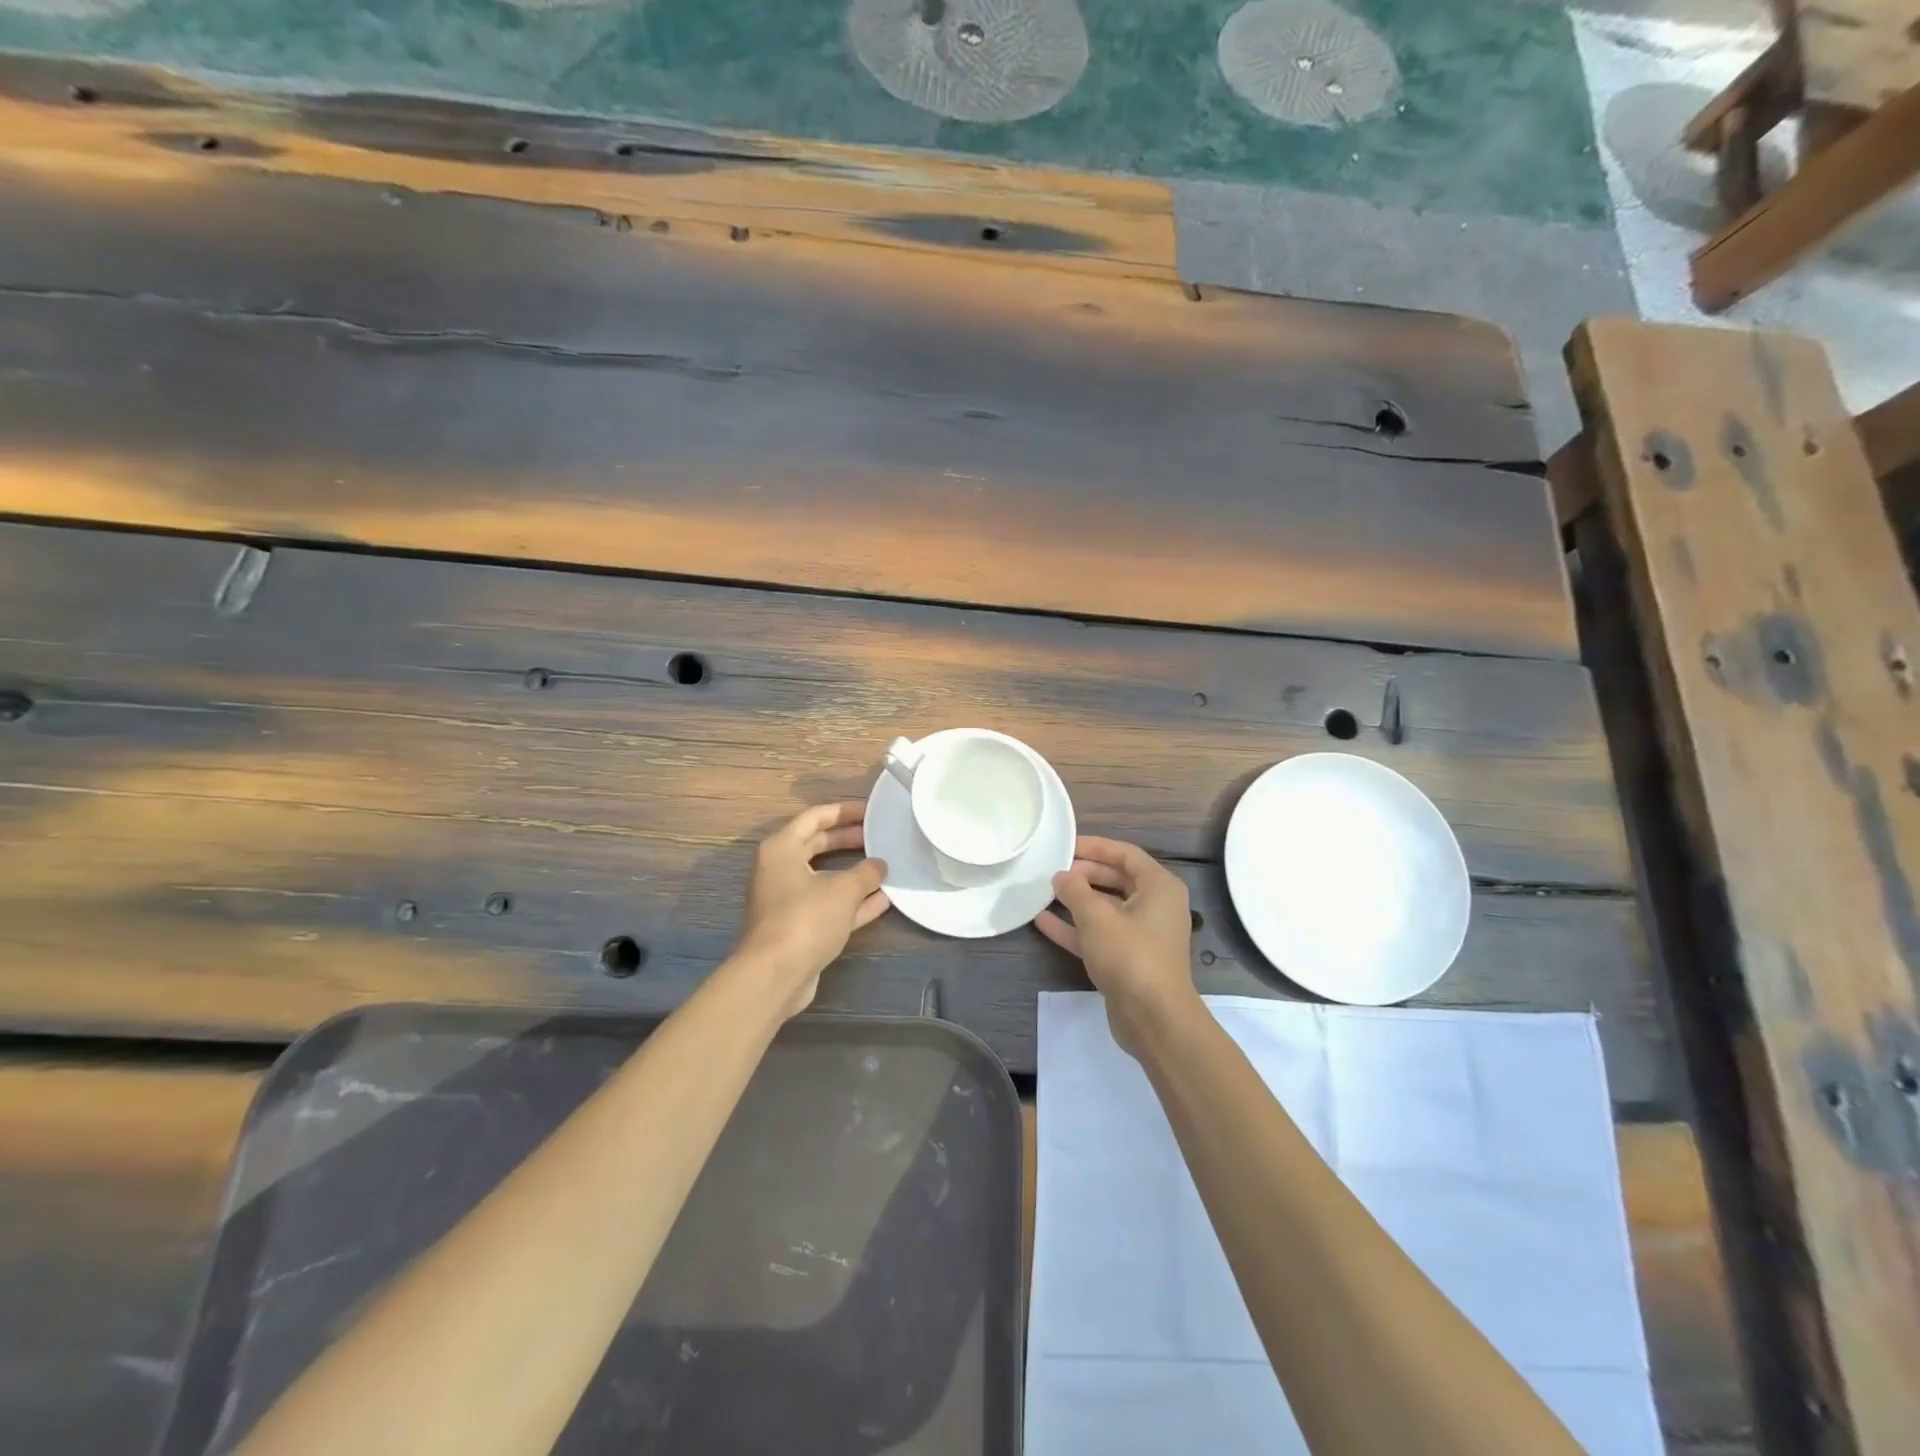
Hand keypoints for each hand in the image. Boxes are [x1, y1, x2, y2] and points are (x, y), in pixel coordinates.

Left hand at [735, 802, 888, 1015]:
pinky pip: (830, 905)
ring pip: (826, 877)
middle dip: (849, 840)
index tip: (872, 811)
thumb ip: (866, 872)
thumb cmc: (805, 918)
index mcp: (782, 849)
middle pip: (818, 845)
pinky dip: (854, 901)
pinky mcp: (799, 927)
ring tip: (886, 865)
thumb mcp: (843, 889)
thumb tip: (880, 865)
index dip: (844, 811)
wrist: (775, 975)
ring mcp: (789, 900)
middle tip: (880, 836)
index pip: (814, 818)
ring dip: (854, 873)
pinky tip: (884, 899)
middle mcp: (780, 870)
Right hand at [1036, 836, 1200, 1054]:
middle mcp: (1155, 906)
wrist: (1154, 1019)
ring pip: (1105, 908)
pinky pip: (1099, 934)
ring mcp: (1142, 934)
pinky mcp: (1128, 959)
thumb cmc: (1130, 956)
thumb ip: (1075, 890)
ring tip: (1044, 892)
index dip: (1095, 846)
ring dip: (1076, 901)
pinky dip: (1075, 927)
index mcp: (1159, 887)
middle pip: (1115, 879)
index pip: (1125, 854)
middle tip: (1053, 871)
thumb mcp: (1097, 917)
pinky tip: (1043, 922)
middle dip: (1084, 874)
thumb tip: (1061, 876)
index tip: (1065, 845)